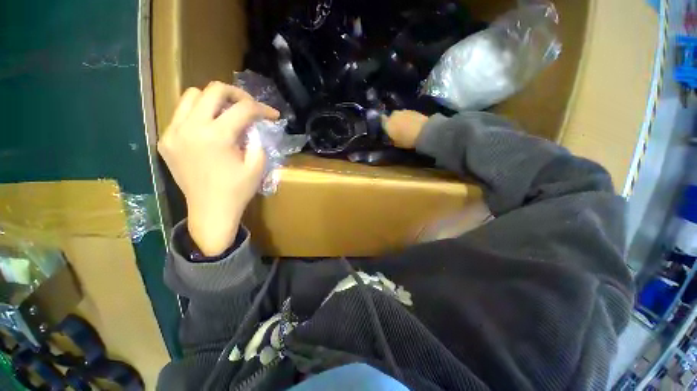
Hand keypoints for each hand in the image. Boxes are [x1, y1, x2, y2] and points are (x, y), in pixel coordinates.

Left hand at [158, 82, 278, 255]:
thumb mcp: (257, 166)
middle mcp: (191, 128)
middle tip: (249, 107)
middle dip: (237, 94)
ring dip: (213, 100)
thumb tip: (254, 126)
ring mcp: (173, 133)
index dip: (263, 108)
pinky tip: (209, 128)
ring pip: (191, 95)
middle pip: (213, 90)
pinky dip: (198, 113)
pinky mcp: (165, 140)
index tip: (273, 115)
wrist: (211, 210)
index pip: (243, 109)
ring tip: (226, 113)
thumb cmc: (238, 191)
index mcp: (217, 137)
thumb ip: (257, 140)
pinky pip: (180, 114)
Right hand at [382, 110, 428, 148]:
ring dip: (401, 119)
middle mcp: (394, 115)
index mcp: (387, 124)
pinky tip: (412, 124)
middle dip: (393, 121)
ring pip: (400, 115)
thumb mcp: (396, 144)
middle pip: (391, 117)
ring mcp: (404, 111)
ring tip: (405, 126)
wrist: (424, 132)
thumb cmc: (407, 140)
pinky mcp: (413, 110)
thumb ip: (392, 140)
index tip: (386, 128)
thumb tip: (390, 138)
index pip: (382, 121)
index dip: (384, 124)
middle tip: (397, 128)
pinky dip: (408, 118)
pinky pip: (407, 114)